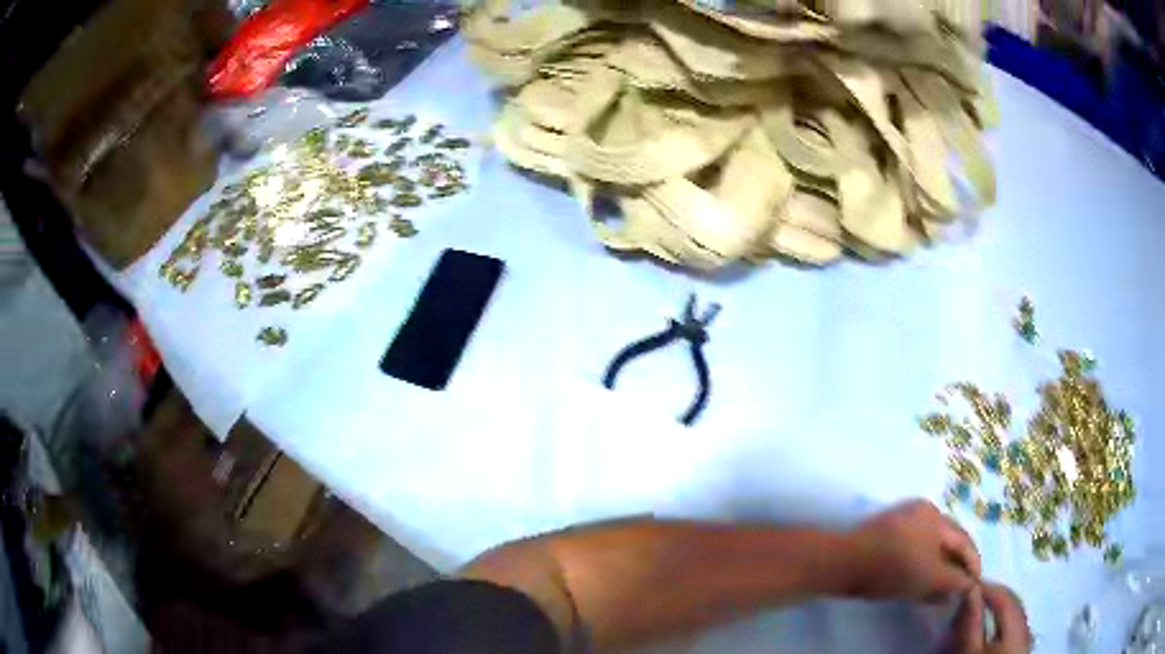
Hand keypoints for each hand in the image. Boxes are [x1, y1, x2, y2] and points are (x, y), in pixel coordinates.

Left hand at [847, 500, 980, 600]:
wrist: (842, 562)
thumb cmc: (890, 568)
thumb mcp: (927, 578)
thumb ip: (952, 582)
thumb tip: (968, 585)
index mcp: (937, 518)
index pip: (964, 542)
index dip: (973, 565)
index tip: (976, 584)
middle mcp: (924, 513)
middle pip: (950, 541)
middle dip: (958, 565)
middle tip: (961, 587)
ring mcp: (905, 520)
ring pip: (933, 546)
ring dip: (941, 566)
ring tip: (943, 589)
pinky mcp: (888, 532)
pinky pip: (916, 548)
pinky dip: (924, 564)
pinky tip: (923, 582)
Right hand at [949, 583, 1031, 652]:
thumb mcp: (971, 651)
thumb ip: (972, 623)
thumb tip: (969, 591)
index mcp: (1017, 624)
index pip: (1004, 596)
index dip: (987, 587)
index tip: (968, 584)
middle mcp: (1027, 625)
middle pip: (1013, 602)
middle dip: (994, 596)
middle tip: (972, 595)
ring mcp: (1027, 636)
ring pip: (1015, 612)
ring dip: (999, 607)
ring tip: (980, 608)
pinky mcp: (1023, 646)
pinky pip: (1016, 624)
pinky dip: (1003, 619)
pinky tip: (992, 625)